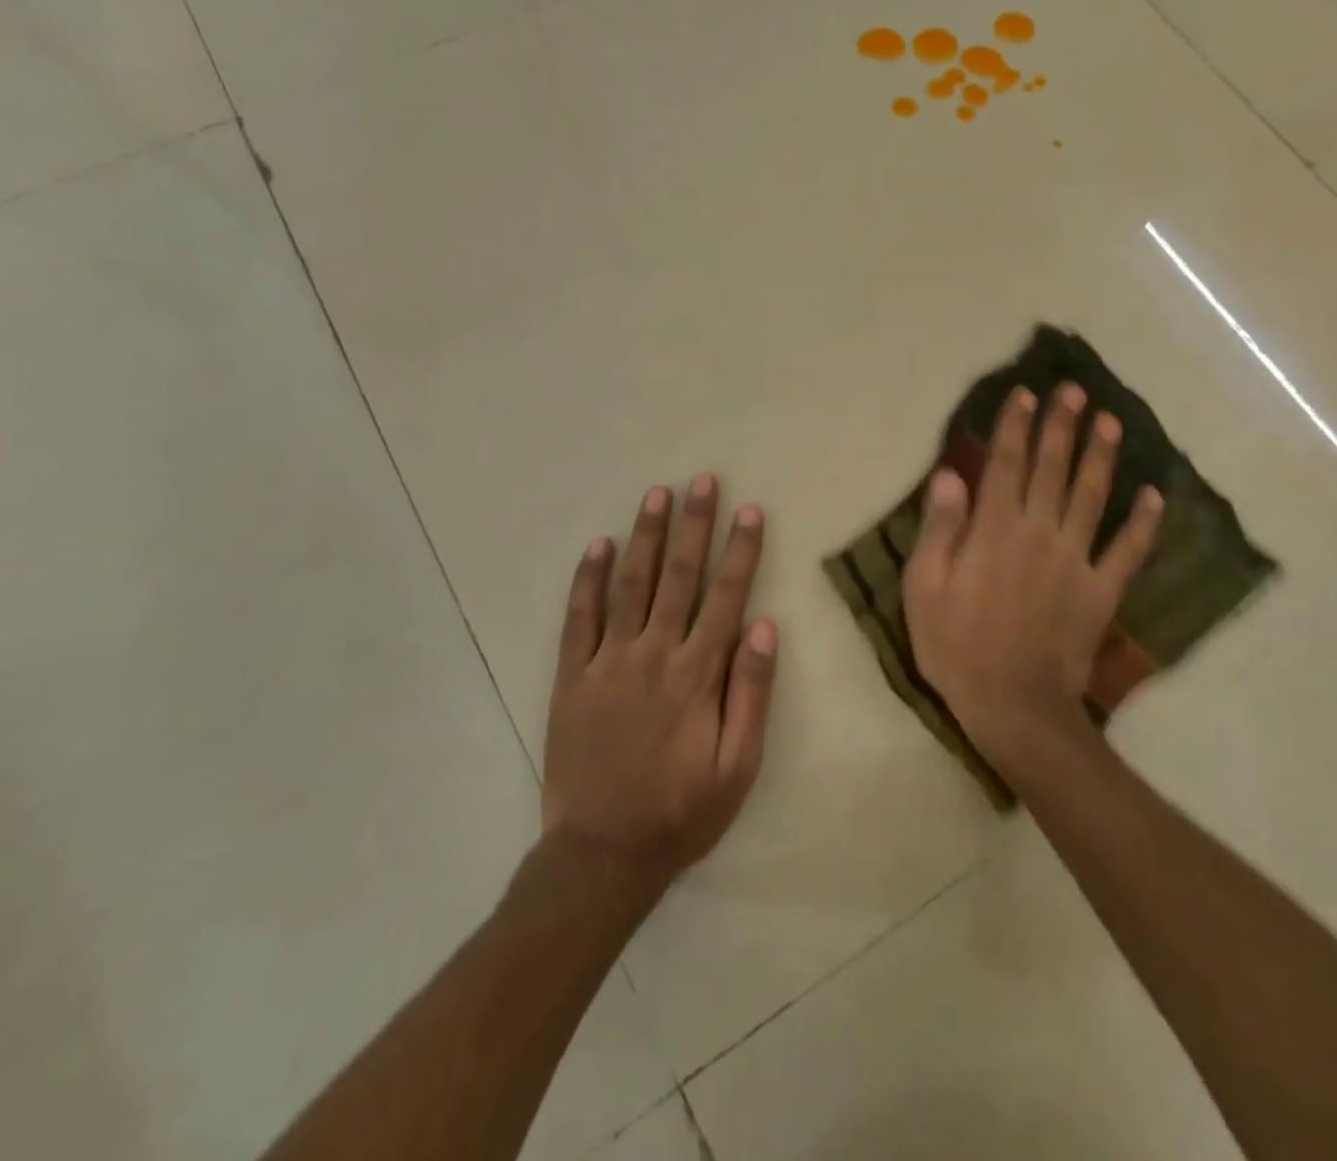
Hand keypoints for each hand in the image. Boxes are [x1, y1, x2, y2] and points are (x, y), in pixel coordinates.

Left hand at [542, 474, 777, 883]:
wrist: (601, 855)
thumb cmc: (682, 812)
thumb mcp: (739, 766)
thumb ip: (752, 692)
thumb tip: (765, 625)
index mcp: (697, 674)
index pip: (725, 597)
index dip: (740, 551)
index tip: (750, 510)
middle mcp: (653, 655)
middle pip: (679, 577)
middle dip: (694, 525)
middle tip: (702, 481)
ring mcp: (607, 663)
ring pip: (630, 585)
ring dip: (646, 537)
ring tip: (657, 495)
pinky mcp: (571, 677)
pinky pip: (578, 619)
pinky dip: (586, 580)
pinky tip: (596, 546)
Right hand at [902, 383, 1162, 764]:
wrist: (1014, 706)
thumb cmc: (957, 647)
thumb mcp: (924, 588)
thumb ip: (940, 528)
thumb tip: (950, 475)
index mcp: (994, 530)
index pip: (1004, 464)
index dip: (1015, 426)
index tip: (1026, 393)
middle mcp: (1039, 532)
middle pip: (1052, 469)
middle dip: (1062, 426)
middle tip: (1075, 391)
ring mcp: (1075, 560)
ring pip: (1092, 496)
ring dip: (1102, 456)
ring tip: (1111, 421)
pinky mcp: (1101, 591)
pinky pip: (1128, 550)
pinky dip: (1144, 523)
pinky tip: (1155, 495)